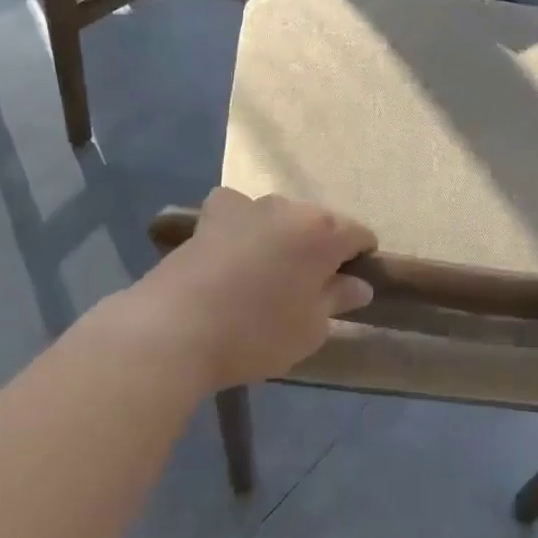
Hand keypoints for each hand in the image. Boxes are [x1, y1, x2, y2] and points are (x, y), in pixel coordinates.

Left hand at [122, 188, 376, 391]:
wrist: (177, 327)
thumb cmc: (257, 333)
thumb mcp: (310, 329)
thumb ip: (337, 299)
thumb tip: (358, 284)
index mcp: (323, 232)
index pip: (359, 234)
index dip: (360, 257)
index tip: (350, 285)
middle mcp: (290, 207)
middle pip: (318, 222)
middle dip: (320, 247)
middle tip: (309, 286)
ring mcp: (248, 205)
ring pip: (279, 216)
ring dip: (281, 236)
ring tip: (267, 273)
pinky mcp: (212, 214)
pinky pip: (238, 210)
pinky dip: (242, 224)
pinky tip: (232, 249)